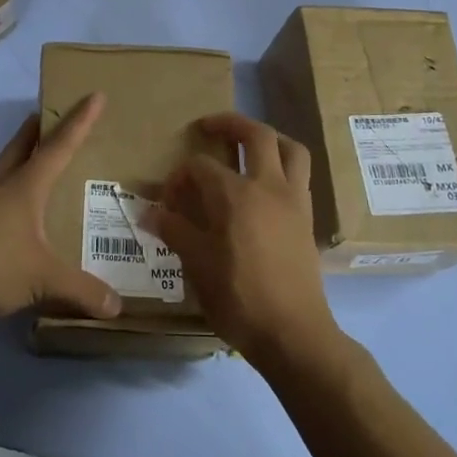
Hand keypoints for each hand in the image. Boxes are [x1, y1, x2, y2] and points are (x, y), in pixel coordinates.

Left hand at [0, 94, 122, 323]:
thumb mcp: (44, 279)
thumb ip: (82, 291)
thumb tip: (117, 307)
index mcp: (26, 187)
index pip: (59, 146)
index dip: (80, 121)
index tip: (94, 95)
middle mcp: (3, 186)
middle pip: (22, 145)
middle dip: (39, 127)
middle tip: (53, 113)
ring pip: (6, 167)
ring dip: (23, 155)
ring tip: (39, 160)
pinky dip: (12, 188)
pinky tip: (18, 211)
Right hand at [145, 114, 341, 368]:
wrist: (292, 333)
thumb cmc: (238, 297)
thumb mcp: (196, 264)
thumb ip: (174, 231)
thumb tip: (148, 212)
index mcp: (235, 194)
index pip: (200, 166)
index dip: (180, 176)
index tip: (168, 198)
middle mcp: (268, 186)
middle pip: (257, 135)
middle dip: (230, 124)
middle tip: (209, 126)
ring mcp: (293, 200)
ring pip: (291, 149)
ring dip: (269, 139)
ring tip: (249, 145)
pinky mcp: (307, 218)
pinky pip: (300, 176)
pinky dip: (283, 166)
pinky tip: (266, 185)